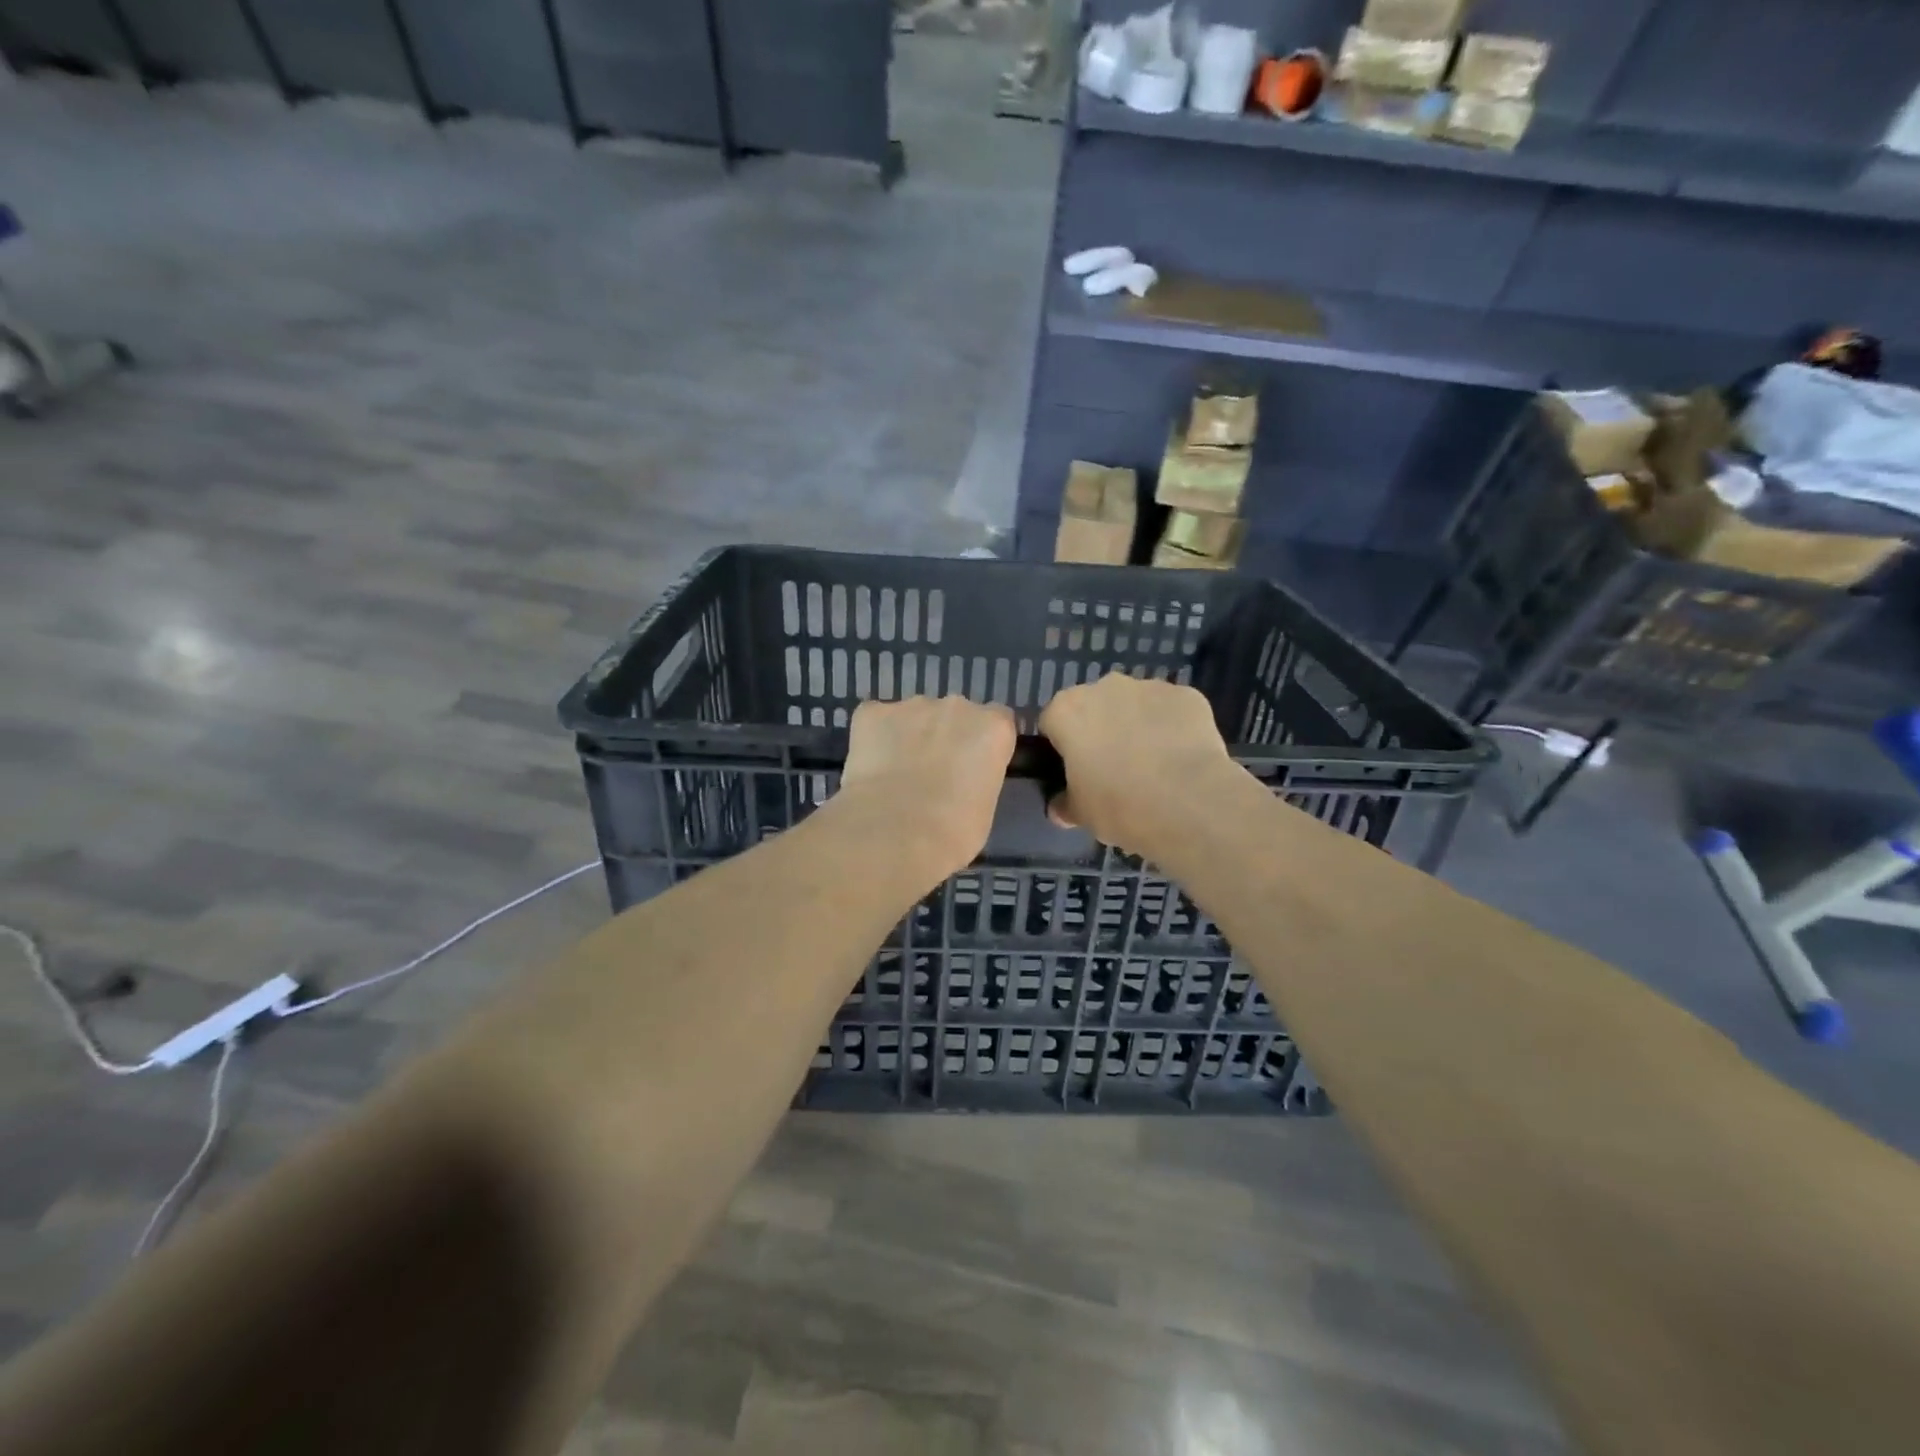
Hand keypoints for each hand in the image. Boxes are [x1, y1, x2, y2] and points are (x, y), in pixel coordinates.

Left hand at [837, 697, 1017, 882]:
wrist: (893, 835)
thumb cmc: (953, 833)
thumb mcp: (985, 807)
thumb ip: (977, 778)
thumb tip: (959, 782)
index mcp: (993, 727)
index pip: (997, 720)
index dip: (983, 743)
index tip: (973, 766)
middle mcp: (956, 706)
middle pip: (955, 715)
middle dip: (946, 737)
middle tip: (933, 774)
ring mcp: (911, 706)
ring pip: (913, 716)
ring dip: (910, 737)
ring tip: (896, 776)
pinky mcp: (870, 713)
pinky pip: (875, 720)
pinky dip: (873, 738)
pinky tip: (869, 770)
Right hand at [1038, 674, 1234, 852]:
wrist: (1189, 804)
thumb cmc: (1119, 806)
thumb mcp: (1081, 814)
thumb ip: (1065, 804)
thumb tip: (1061, 807)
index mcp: (1067, 711)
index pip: (1052, 723)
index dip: (1061, 748)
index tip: (1073, 771)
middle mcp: (1104, 687)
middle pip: (1094, 706)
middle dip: (1099, 730)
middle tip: (1112, 769)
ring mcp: (1149, 687)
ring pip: (1134, 705)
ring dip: (1136, 726)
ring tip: (1153, 766)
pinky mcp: (1187, 695)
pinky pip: (1171, 710)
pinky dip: (1172, 728)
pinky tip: (1181, 759)